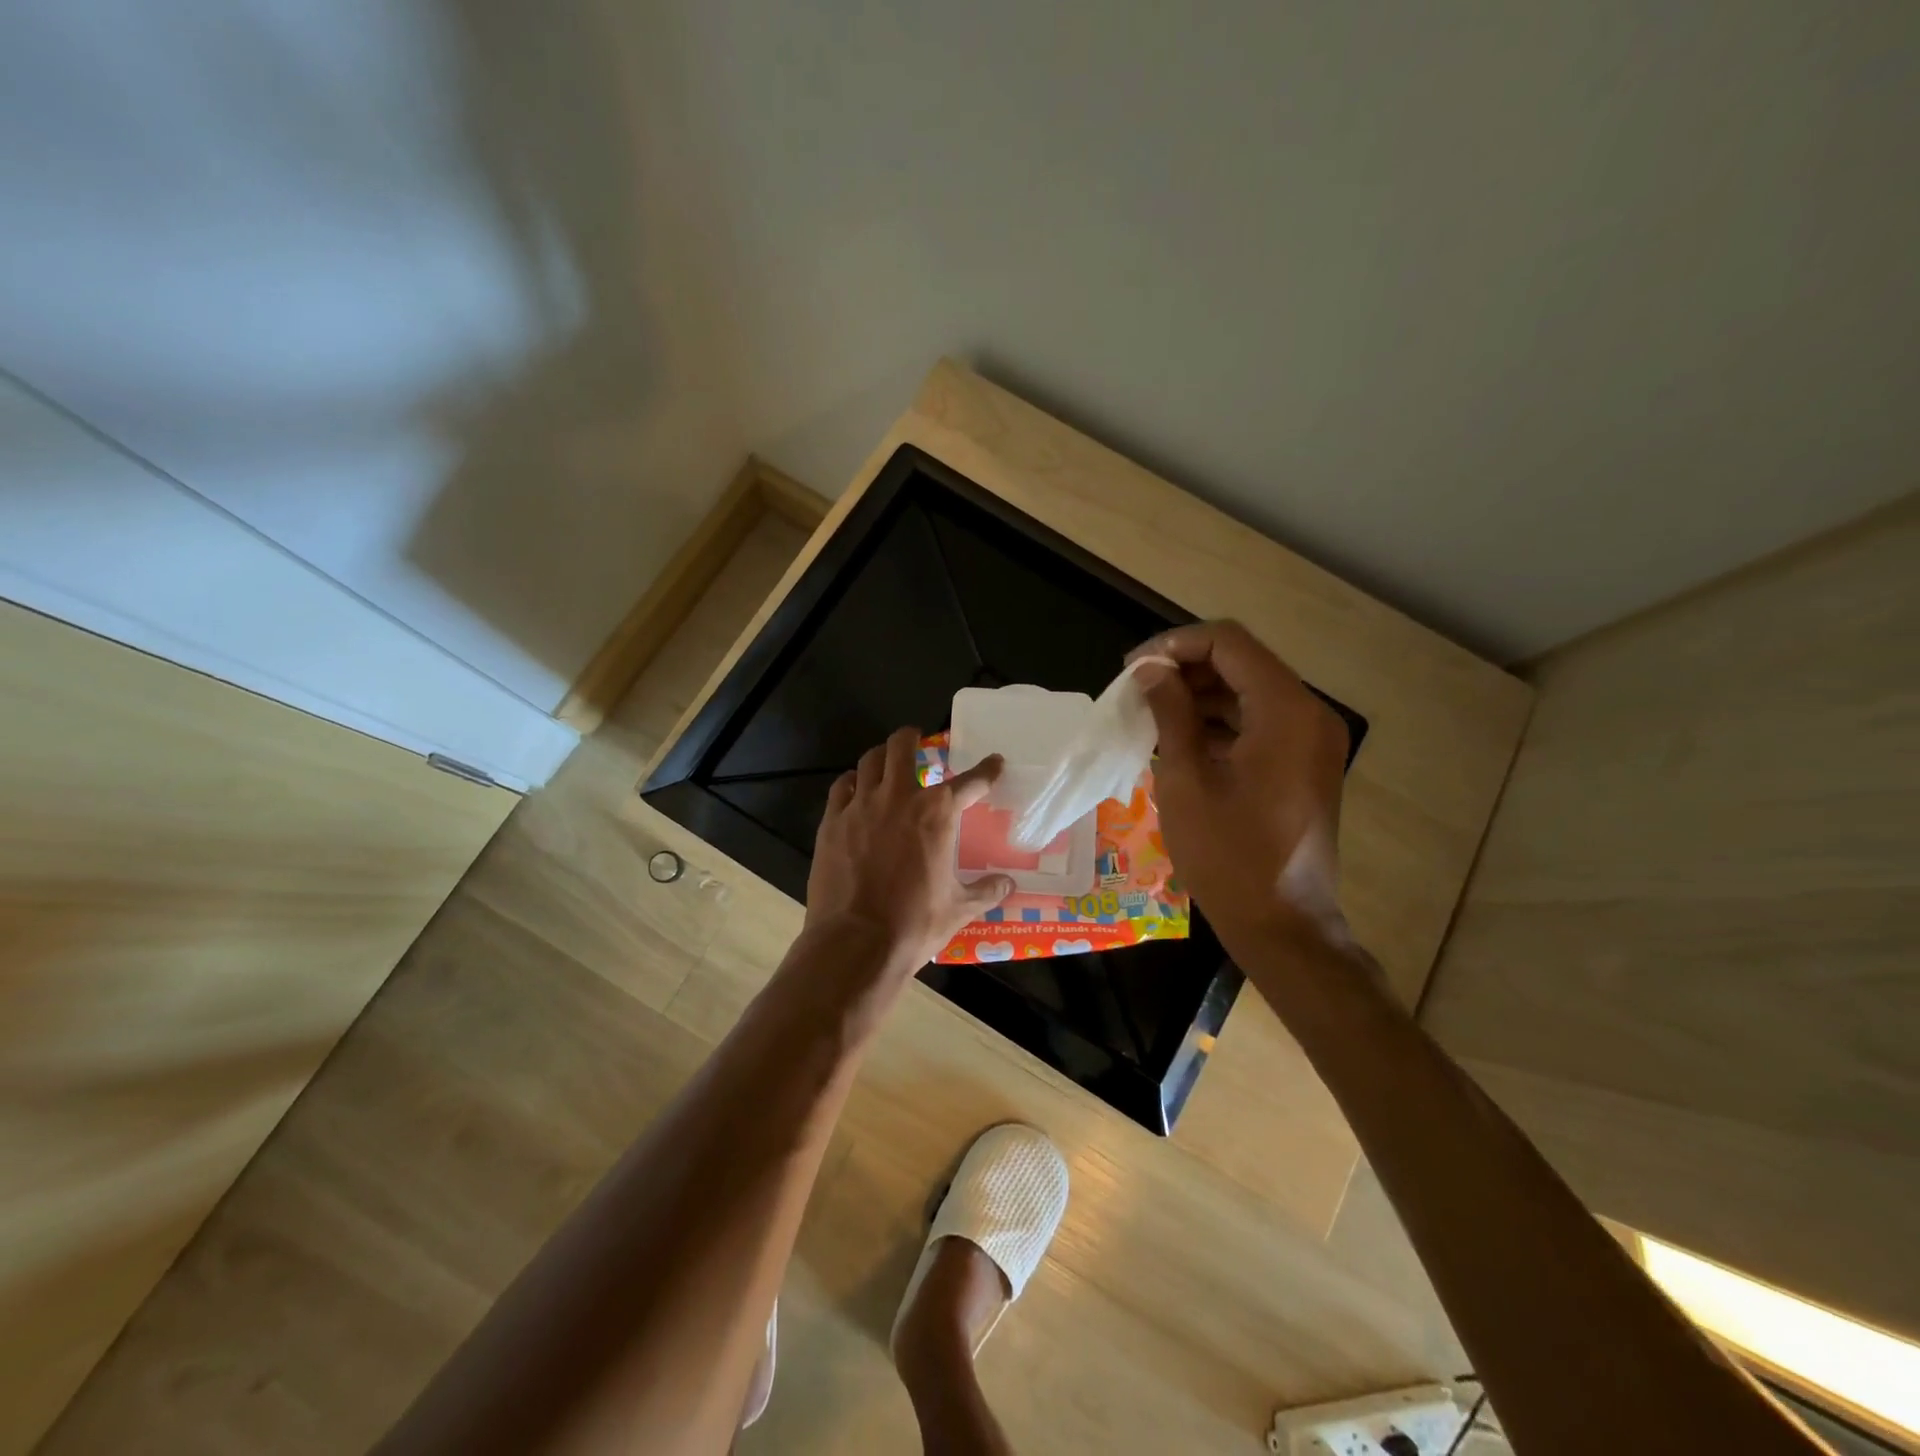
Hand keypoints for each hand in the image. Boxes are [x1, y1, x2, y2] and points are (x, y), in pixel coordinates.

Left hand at [806, 727, 1014, 976]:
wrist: (856, 943)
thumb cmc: (915, 924)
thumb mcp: (959, 909)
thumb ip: (986, 890)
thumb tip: (1008, 884)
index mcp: (937, 814)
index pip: (970, 781)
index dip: (986, 770)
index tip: (994, 763)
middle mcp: (899, 798)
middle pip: (903, 747)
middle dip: (913, 737)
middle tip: (918, 739)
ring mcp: (861, 806)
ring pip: (870, 761)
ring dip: (882, 756)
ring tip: (887, 760)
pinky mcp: (832, 822)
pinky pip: (841, 787)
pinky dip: (852, 782)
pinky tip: (855, 790)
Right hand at [1129, 621, 1351, 950]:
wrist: (1283, 925)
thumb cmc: (1227, 856)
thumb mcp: (1186, 780)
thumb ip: (1170, 713)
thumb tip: (1149, 670)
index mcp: (1285, 711)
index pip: (1228, 643)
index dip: (1175, 644)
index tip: (1133, 668)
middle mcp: (1309, 714)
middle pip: (1242, 663)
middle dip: (1186, 668)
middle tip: (1137, 691)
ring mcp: (1312, 740)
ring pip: (1250, 692)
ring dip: (1200, 695)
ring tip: (1151, 715)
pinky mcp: (1306, 763)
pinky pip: (1260, 723)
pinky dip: (1220, 722)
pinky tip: (1181, 740)